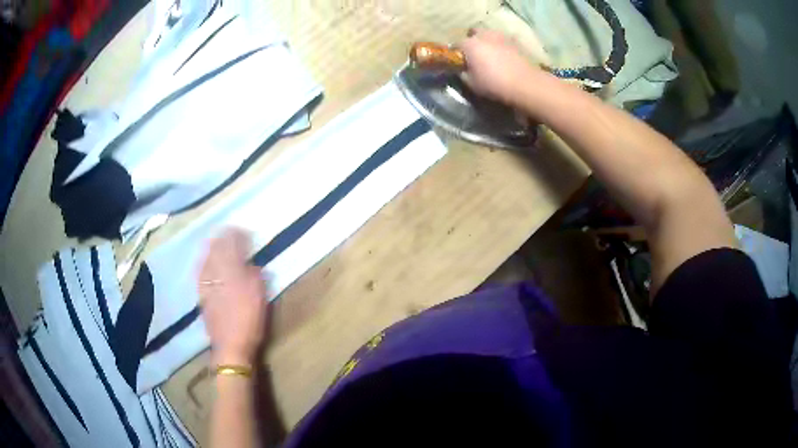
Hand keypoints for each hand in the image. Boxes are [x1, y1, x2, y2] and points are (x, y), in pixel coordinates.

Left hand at [199, 228, 268, 366]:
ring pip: (206, 258)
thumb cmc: (250, 321)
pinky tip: (204, 261)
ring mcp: (206, 283)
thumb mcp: (260, 296)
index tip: (243, 230)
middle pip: (217, 249)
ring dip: (211, 247)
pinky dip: (203, 262)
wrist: (231, 345)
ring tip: (215, 241)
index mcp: (233, 271)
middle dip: (223, 238)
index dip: (237, 236)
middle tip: (228, 231)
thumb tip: (250, 263)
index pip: (233, 246)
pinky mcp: (201, 294)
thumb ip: (255, 275)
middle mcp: (217, 273)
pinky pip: (200, 271)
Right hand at [458, 28, 550, 108]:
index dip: (456, 54)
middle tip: (475, 54)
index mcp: (470, 44)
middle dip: (473, 41)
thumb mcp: (472, 84)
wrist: (525, 84)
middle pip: (474, 33)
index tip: (459, 62)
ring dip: (488, 41)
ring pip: (490, 34)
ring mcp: (501, 36)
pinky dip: (502, 46)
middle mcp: (484, 35)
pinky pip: (504, 41)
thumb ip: (464, 74)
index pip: (456, 45)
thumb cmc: (494, 84)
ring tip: (491, 55)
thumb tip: (463, 70)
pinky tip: (505, 57)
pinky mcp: (515, 42)